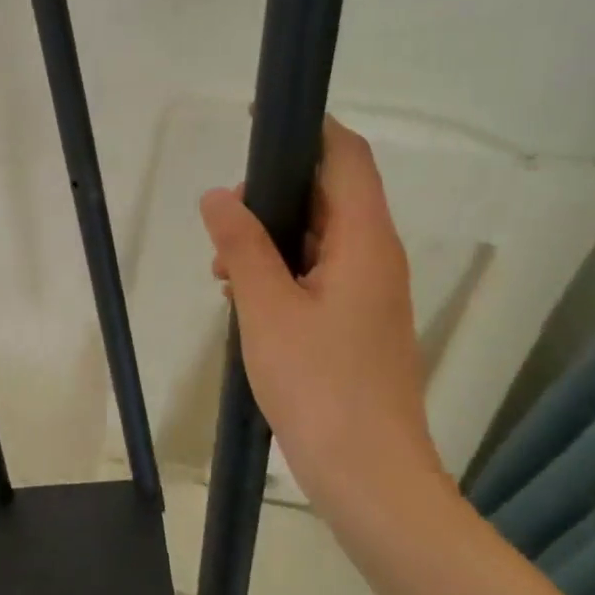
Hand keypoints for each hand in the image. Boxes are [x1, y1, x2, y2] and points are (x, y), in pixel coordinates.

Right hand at [200, 119, 441, 505]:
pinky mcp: (357, 322)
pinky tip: (244, 298)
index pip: (347, 159)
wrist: (369, 475)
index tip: (262, 119)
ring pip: (319, 237)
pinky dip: (281, 270)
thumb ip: (242, 246)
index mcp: (364, 242)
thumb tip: (219, 195)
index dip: (310, 130)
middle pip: (330, 195)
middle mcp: (375, 257)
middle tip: (223, 219)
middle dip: (273, 194)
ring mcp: (370, 292)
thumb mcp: (267, 308)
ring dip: (271, 238)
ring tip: (224, 268)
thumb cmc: (319, 385)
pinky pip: (318, 273)